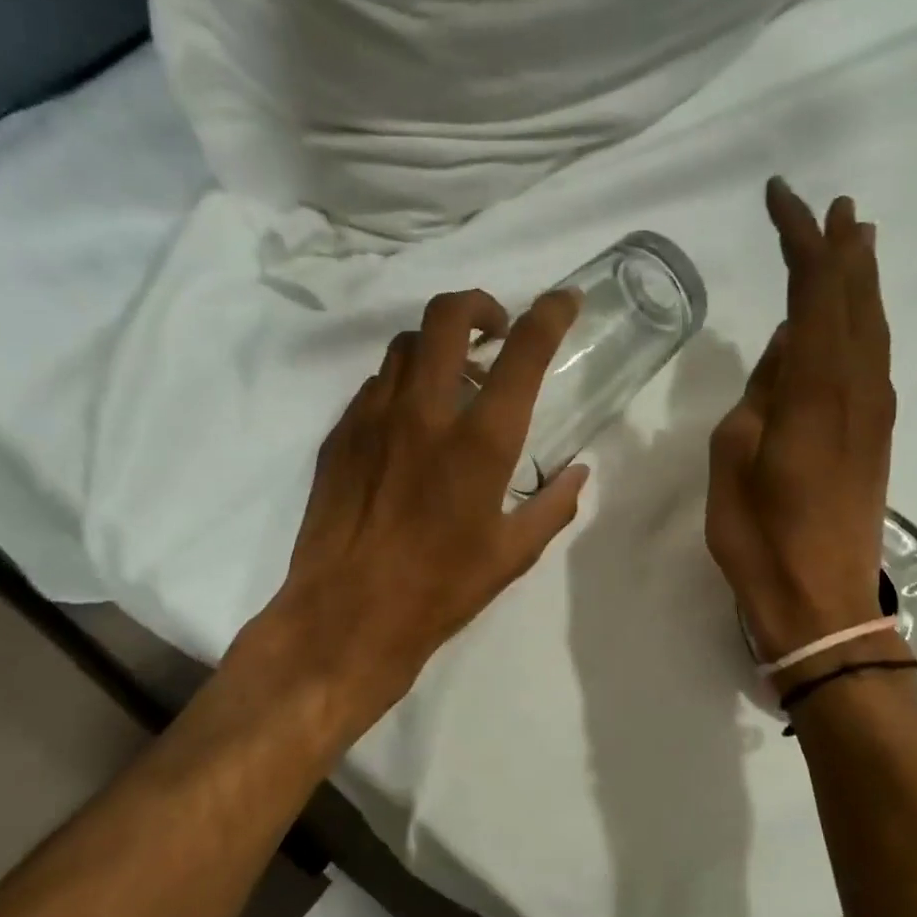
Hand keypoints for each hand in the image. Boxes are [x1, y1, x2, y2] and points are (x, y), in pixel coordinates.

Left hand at [229, 288, 587, 739]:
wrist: (345, 616)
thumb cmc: (440, 589)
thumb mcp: (513, 554)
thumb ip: (553, 505)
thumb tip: (577, 472)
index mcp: (481, 442)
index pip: (523, 352)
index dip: (550, 313)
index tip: (565, 300)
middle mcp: (426, 412)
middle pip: (447, 316)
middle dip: (479, 305)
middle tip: (495, 330)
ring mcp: (374, 417)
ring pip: (407, 345)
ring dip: (439, 346)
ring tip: (455, 380)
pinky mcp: (339, 434)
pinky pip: (376, 385)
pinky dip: (404, 386)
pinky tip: (411, 424)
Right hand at [707, 178, 898, 663]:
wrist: (822, 603)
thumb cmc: (761, 538)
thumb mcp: (733, 461)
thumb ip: (760, 396)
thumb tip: (788, 348)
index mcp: (815, 392)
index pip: (814, 293)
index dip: (801, 240)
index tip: (781, 199)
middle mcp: (857, 391)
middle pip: (855, 301)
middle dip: (842, 249)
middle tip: (835, 207)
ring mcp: (873, 414)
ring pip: (873, 328)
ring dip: (862, 282)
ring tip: (855, 243)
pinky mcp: (876, 437)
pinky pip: (874, 359)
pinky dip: (866, 323)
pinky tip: (855, 320)